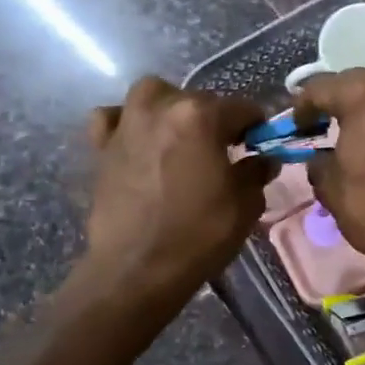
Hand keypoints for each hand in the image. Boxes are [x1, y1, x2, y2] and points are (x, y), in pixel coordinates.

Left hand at [83, 77, 269, 304]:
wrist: (137, 270)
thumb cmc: (199, 235)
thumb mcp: (245, 205)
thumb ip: (256, 172)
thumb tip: (262, 159)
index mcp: (201, 116)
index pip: (242, 108)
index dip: (256, 126)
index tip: (260, 145)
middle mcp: (161, 108)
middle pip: (198, 99)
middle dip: (215, 119)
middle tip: (223, 151)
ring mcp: (127, 124)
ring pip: (152, 94)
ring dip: (170, 107)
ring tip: (179, 136)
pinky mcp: (101, 147)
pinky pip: (111, 118)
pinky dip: (125, 122)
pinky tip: (137, 141)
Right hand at [296, 70, 364, 250]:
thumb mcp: (330, 184)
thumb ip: (318, 160)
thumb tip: (319, 157)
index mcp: (364, 95)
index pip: (322, 87)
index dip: (303, 105)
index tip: (296, 126)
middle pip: (357, 81)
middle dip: (337, 98)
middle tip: (322, 121)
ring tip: (353, 127)